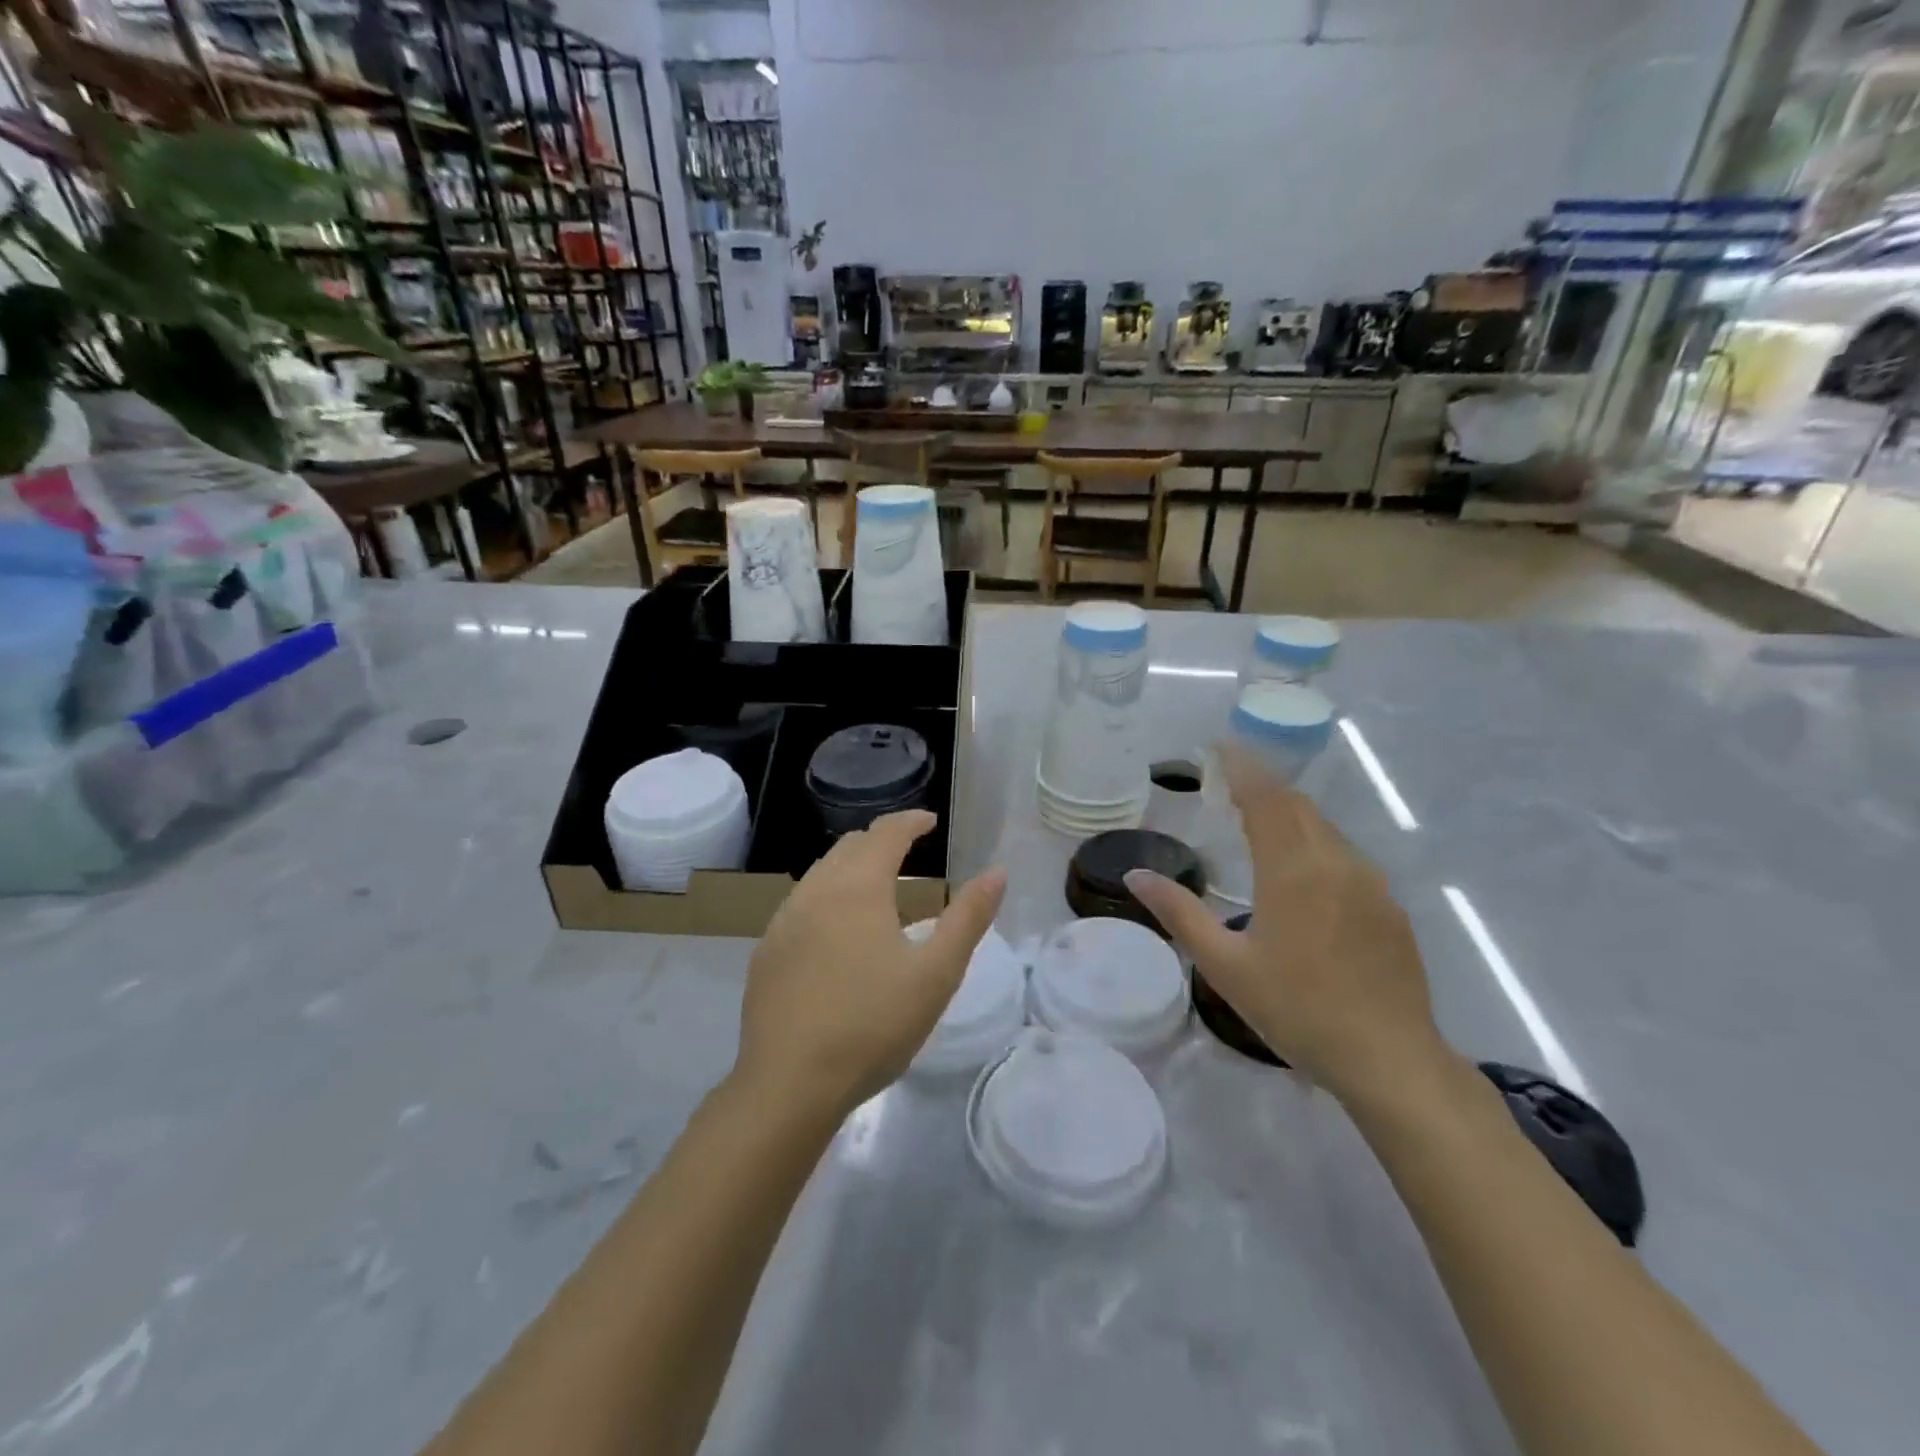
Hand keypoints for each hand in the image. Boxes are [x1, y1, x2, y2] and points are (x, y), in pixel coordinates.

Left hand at [734, 811, 1006, 1120]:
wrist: (789, 1085)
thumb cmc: (873, 1026)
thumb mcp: (936, 974)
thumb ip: (969, 918)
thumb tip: (997, 872)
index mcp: (859, 887)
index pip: (886, 833)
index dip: (910, 821)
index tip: (930, 821)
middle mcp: (816, 890)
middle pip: (850, 846)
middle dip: (881, 841)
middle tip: (908, 852)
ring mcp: (784, 921)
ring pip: (821, 873)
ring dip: (851, 868)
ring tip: (876, 891)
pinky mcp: (766, 952)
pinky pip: (801, 904)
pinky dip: (827, 897)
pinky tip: (837, 933)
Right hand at [1124, 743, 1445, 1102]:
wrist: (1391, 1060)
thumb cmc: (1298, 1010)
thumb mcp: (1225, 966)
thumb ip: (1179, 913)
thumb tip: (1136, 876)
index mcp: (1293, 870)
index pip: (1266, 797)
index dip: (1242, 767)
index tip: (1218, 747)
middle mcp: (1336, 862)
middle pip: (1297, 805)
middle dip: (1263, 786)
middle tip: (1229, 785)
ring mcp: (1370, 883)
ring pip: (1324, 829)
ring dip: (1290, 815)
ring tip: (1258, 823)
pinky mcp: (1389, 906)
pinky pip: (1345, 856)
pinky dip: (1314, 844)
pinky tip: (1302, 874)